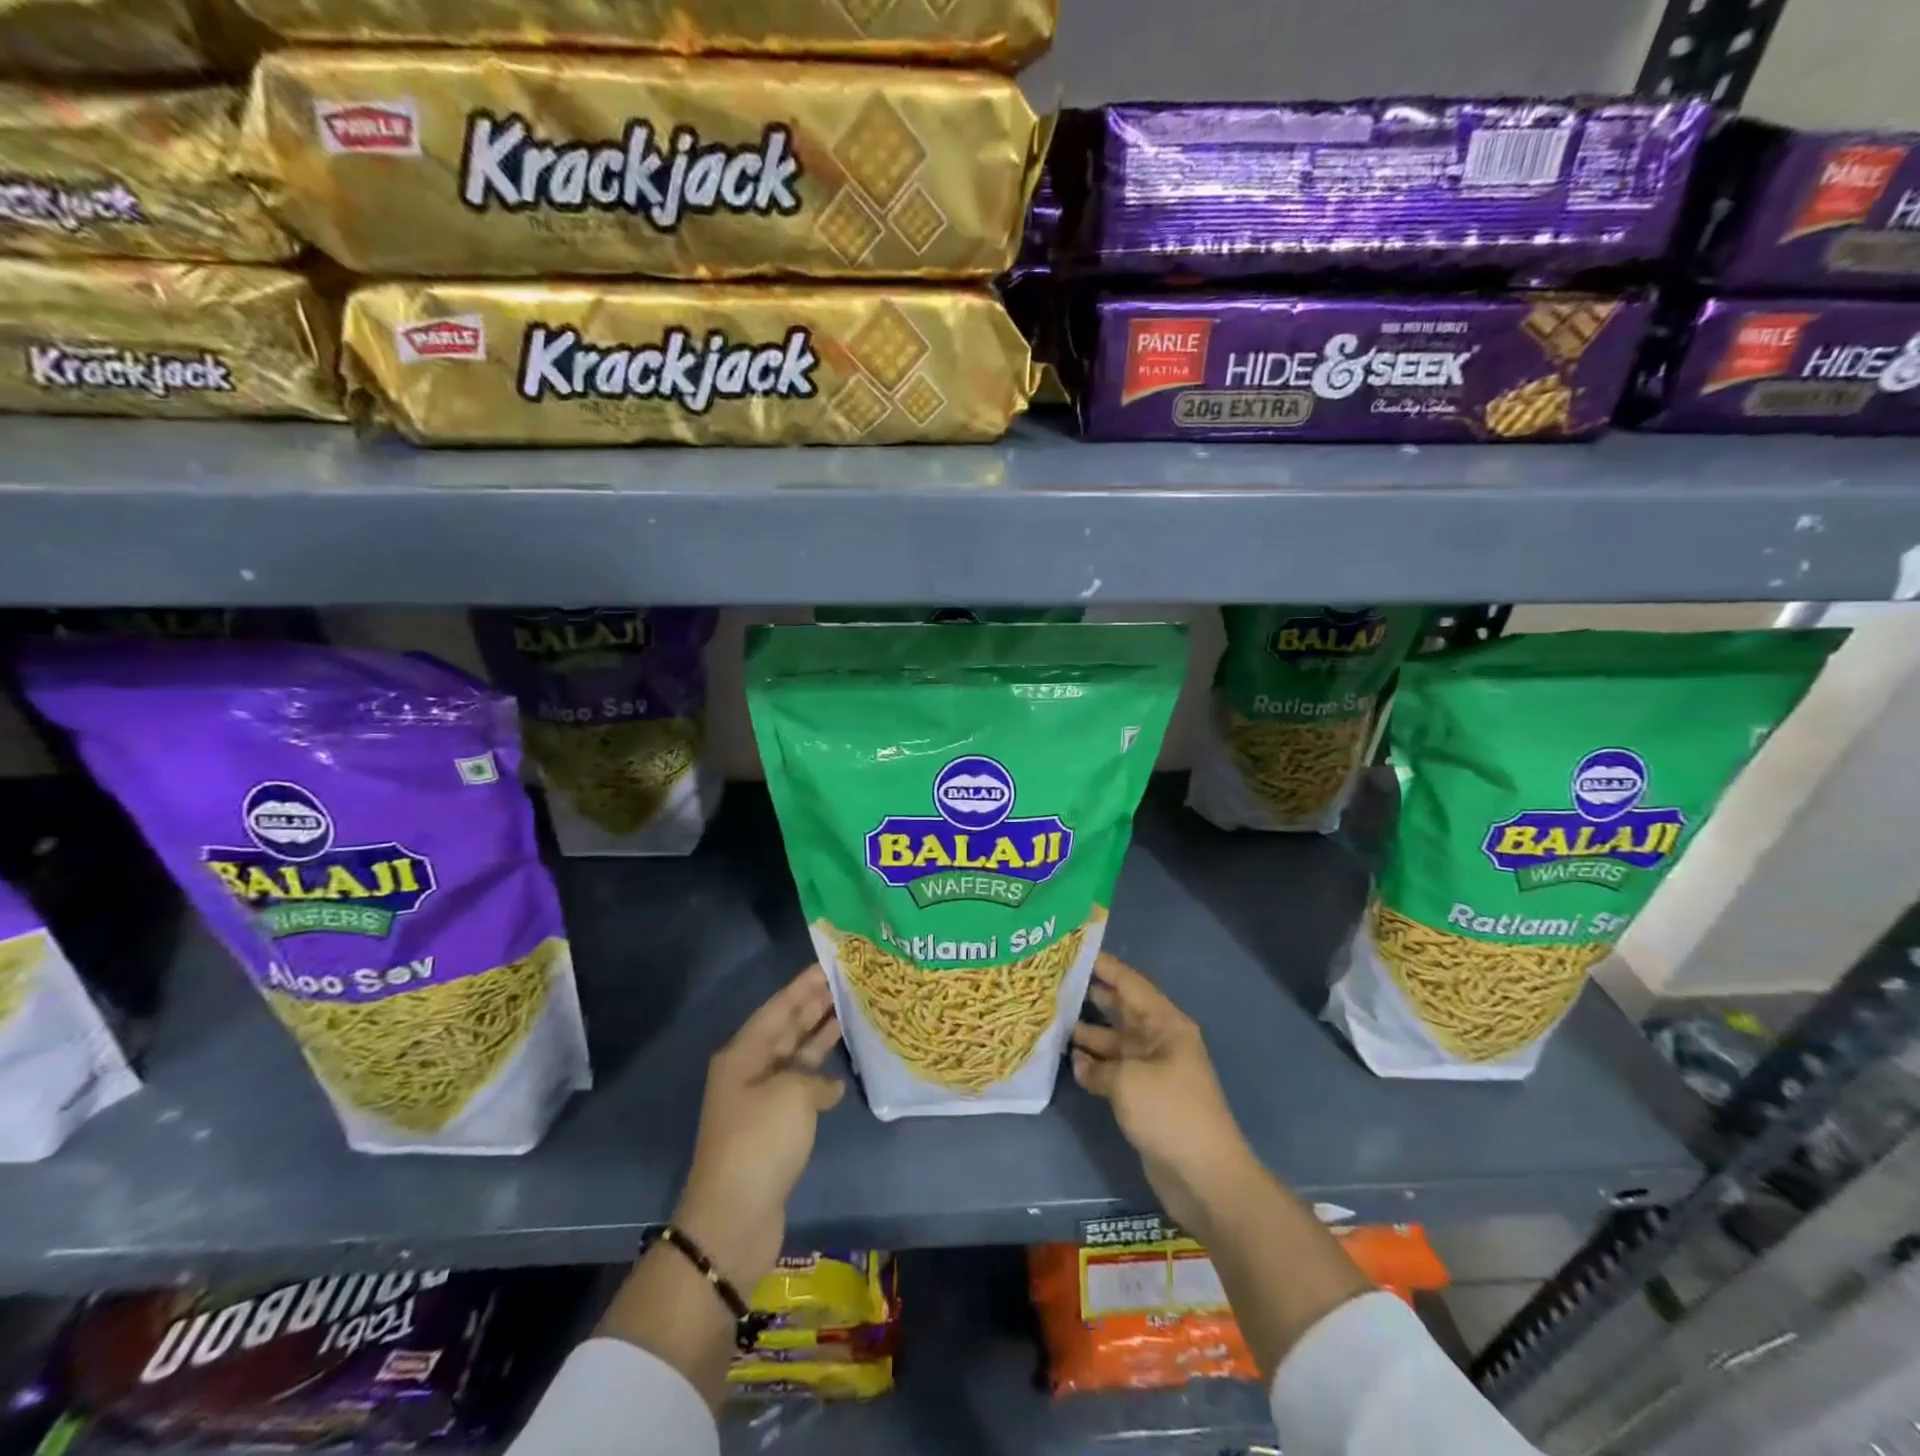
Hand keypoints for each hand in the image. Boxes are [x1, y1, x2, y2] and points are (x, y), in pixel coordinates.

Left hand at [674, 965, 843, 1291]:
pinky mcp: (774, 1129)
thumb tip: (826, 1087)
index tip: (829, 964)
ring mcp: (761, 1101)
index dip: (803, 985)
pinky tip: (842, 1072)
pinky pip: (801, 1088)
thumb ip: (814, 1078)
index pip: (778, 1008)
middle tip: (846, 982)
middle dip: (813, 1005)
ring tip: (850, 1012)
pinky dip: (821, 1078)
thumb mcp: (792, 1094)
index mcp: (743, 1055)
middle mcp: (749, 1071)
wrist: (734, 1218)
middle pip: (786, 1029)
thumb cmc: (760, 1142)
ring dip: (820, 1037)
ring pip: (795, 1057)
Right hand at [1071, 953, 1257, 1234]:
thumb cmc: (1169, 1113)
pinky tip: (1069, 1061)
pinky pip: (1114, 1070)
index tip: (1073, 950)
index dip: (1104, 965)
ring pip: (1114, 1041)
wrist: (1204, 1177)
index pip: (1130, 983)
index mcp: (1165, 1024)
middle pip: (1121, 1009)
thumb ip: (1098, 1063)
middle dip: (1091, 995)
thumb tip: (1080, 1059)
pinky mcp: (1143, 1097)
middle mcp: (1159, 1040)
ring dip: (1087, 1032)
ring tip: (1052, 1019)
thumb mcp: (1127, 1080)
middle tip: (1054, 982)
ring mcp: (1151, 1069)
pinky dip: (1093, 1066)